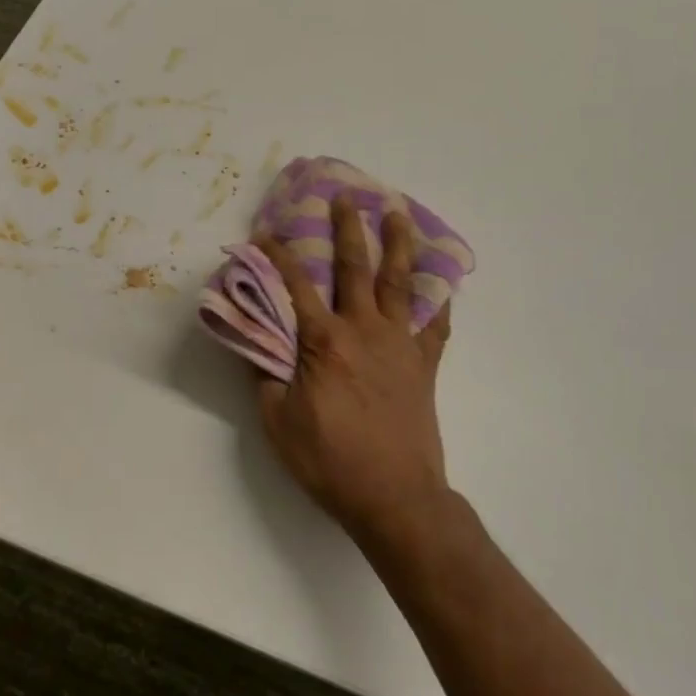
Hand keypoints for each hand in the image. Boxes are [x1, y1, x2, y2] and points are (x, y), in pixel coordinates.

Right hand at [255, 196, 454, 548]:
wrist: (395, 498)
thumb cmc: (330, 461)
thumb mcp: (277, 422)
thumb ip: (264, 374)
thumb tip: (254, 339)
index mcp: (323, 342)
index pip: (295, 286)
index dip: (277, 256)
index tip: (265, 233)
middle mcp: (363, 330)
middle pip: (354, 268)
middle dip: (348, 229)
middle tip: (347, 196)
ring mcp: (400, 345)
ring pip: (399, 283)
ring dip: (399, 244)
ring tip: (399, 213)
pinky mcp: (425, 365)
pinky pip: (435, 325)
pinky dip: (438, 300)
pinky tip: (441, 282)